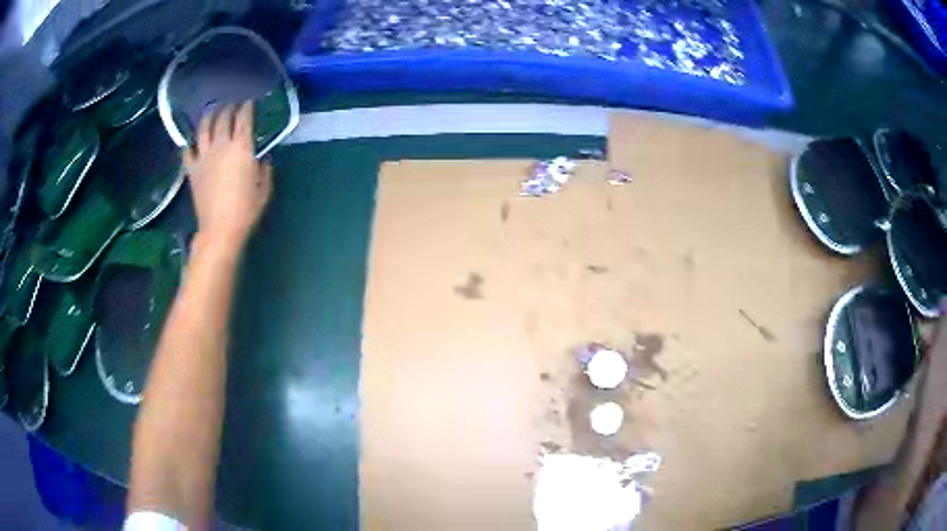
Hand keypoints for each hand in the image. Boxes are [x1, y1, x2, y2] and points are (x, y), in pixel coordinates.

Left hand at [183, 101, 272, 251]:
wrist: (220, 229)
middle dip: (228, 107)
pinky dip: (189, 142)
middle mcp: (221, 146)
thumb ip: (265, 169)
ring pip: (203, 127)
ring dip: (208, 116)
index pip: (244, 119)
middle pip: (223, 118)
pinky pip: (187, 150)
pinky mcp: (192, 169)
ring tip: (212, 111)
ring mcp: (204, 156)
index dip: (247, 107)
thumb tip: (262, 157)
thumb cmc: (246, 210)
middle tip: (232, 104)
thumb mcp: (264, 189)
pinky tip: (191, 140)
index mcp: (242, 148)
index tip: (249, 101)